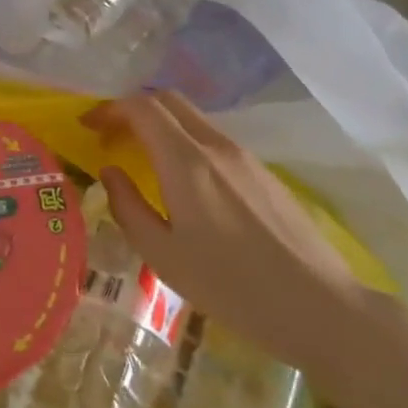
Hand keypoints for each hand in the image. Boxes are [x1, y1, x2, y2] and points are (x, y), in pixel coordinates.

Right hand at [86, 91, 367, 375]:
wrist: (319, 306)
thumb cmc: (231, 286)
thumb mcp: (162, 255)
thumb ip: (128, 207)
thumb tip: (110, 172)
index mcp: (187, 162)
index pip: (142, 107)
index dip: (110, 109)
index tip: (88, 127)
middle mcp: (216, 147)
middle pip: (169, 101)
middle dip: (133, 109)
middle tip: (111, 138)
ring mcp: (246, 157)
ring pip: (194, 120)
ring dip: (161, 126)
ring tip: (142, 159)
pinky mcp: (265, 173)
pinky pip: (215, 141)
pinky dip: (185, 143)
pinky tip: (183, 181)